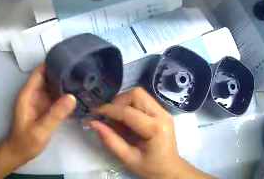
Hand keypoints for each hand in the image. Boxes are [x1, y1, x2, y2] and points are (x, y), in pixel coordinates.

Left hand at [5, 64, 76, 165]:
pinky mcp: (45, 110)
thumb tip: (72, 96)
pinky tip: (79, 96)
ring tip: (85, 80)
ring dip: (66, 84)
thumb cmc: (26, 142)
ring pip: (54, 88)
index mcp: (28, 95)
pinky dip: (66, 96)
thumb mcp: (40, 130)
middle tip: (84, 70)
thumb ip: (55, 115)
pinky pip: (56, 99)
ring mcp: (40, 102)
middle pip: (48, 78)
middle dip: (63, 73)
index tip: (71, 59)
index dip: (53, 64)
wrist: (19, 153)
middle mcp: (34, 95)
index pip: (40, 72)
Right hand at [89, 88, 209, 178]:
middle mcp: (162, 115)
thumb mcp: (128, 158)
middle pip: (137, 94)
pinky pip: (143, 101)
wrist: (170, 169)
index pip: (128, 112)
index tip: (94, 113)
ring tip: (116, 119)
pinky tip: (126, 121)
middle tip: (108, 117)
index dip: (109, 110)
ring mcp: (164, 112)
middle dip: (118, 102)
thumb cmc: (150, 167)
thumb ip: (110, 140)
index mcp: (155, 129)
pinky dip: (131, 107)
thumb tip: (93, 123)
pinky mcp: (162, 113)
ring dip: (124, 103)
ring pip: (140, 95)